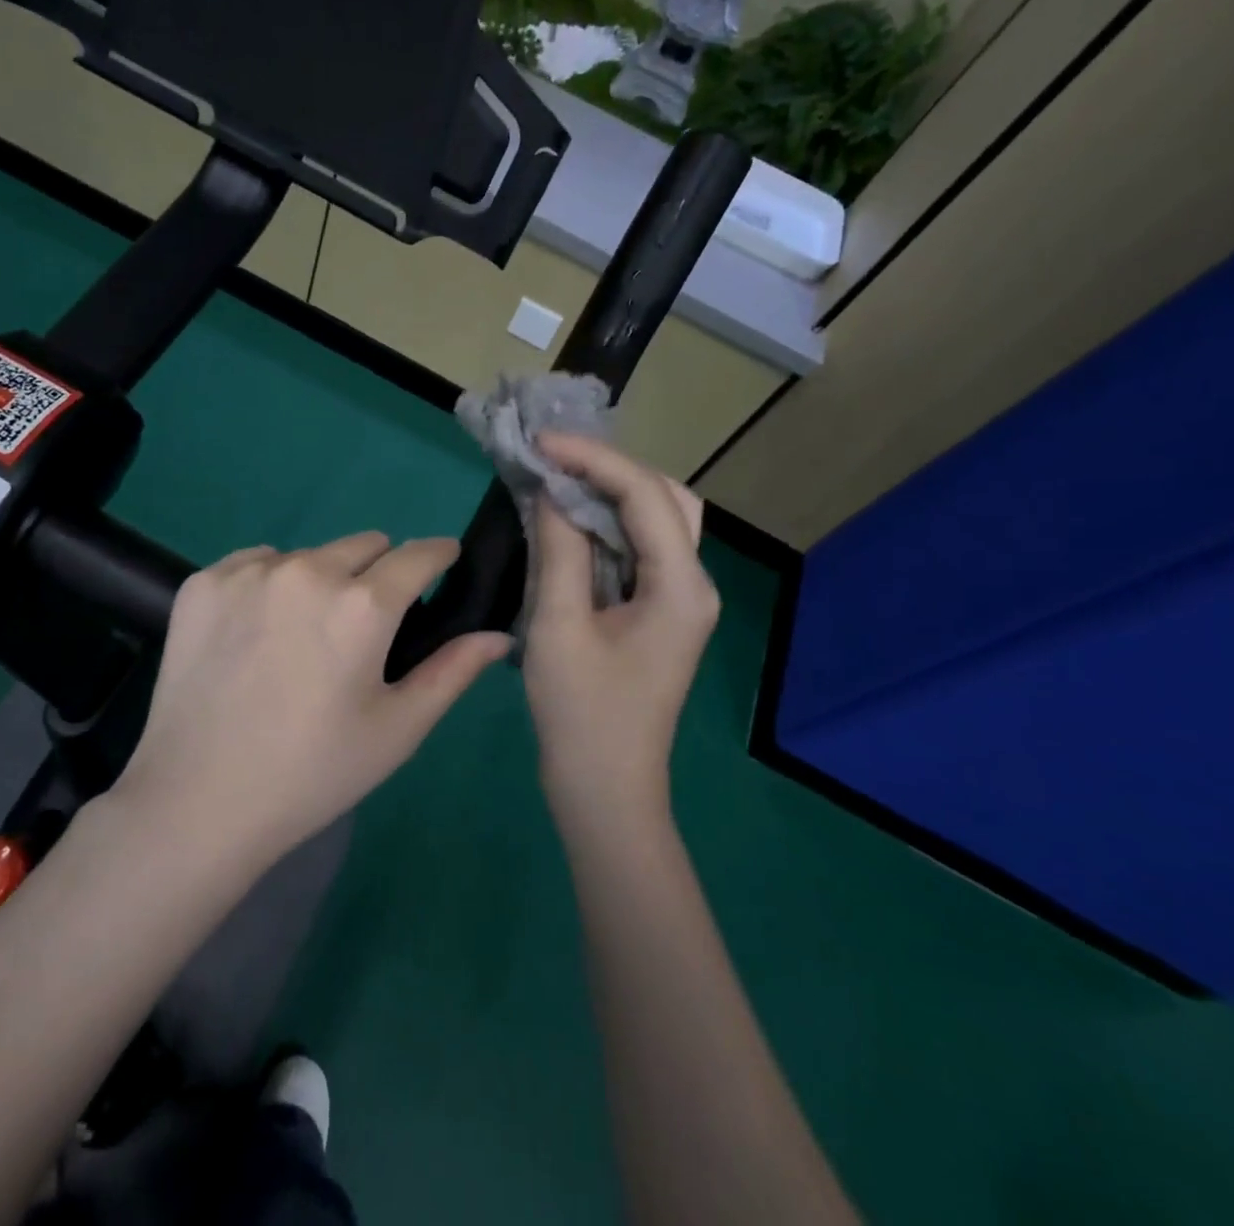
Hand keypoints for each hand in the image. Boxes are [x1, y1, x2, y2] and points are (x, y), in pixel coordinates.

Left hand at [116, 533, 512, 868]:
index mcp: (363, 605)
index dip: (438, 556)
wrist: (197, 802)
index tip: (443, 565)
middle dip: (376, 574)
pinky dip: (268, 585)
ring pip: (308, 554)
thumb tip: (499, 634)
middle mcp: (307, 570)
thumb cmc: (313, 772)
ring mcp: (249, 572)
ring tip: (301, 638)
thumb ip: (452, 671)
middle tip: (361, 628)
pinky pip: (255, 562)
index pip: (419, 553)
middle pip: (364, 544)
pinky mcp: (202, 582)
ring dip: (320, 580)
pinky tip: (254, 635)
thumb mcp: (396, 728)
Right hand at [523, 434, 718, 833]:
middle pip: (665, 498)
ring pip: (656, 520)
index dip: (593, 459)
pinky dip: (607, 523)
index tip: (540, 443)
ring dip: (611, 492)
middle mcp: (693, 583)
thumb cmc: (581, 715)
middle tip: (552, 459)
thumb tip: (549, 491)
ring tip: (558, 477)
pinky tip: (569, 518)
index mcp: (681, 587)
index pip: (644, 496)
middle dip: (610, 468)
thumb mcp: (559, 626)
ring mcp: (679, 599)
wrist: (604, 789)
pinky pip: (640, 548)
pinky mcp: (659, 612)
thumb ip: (558, 550)